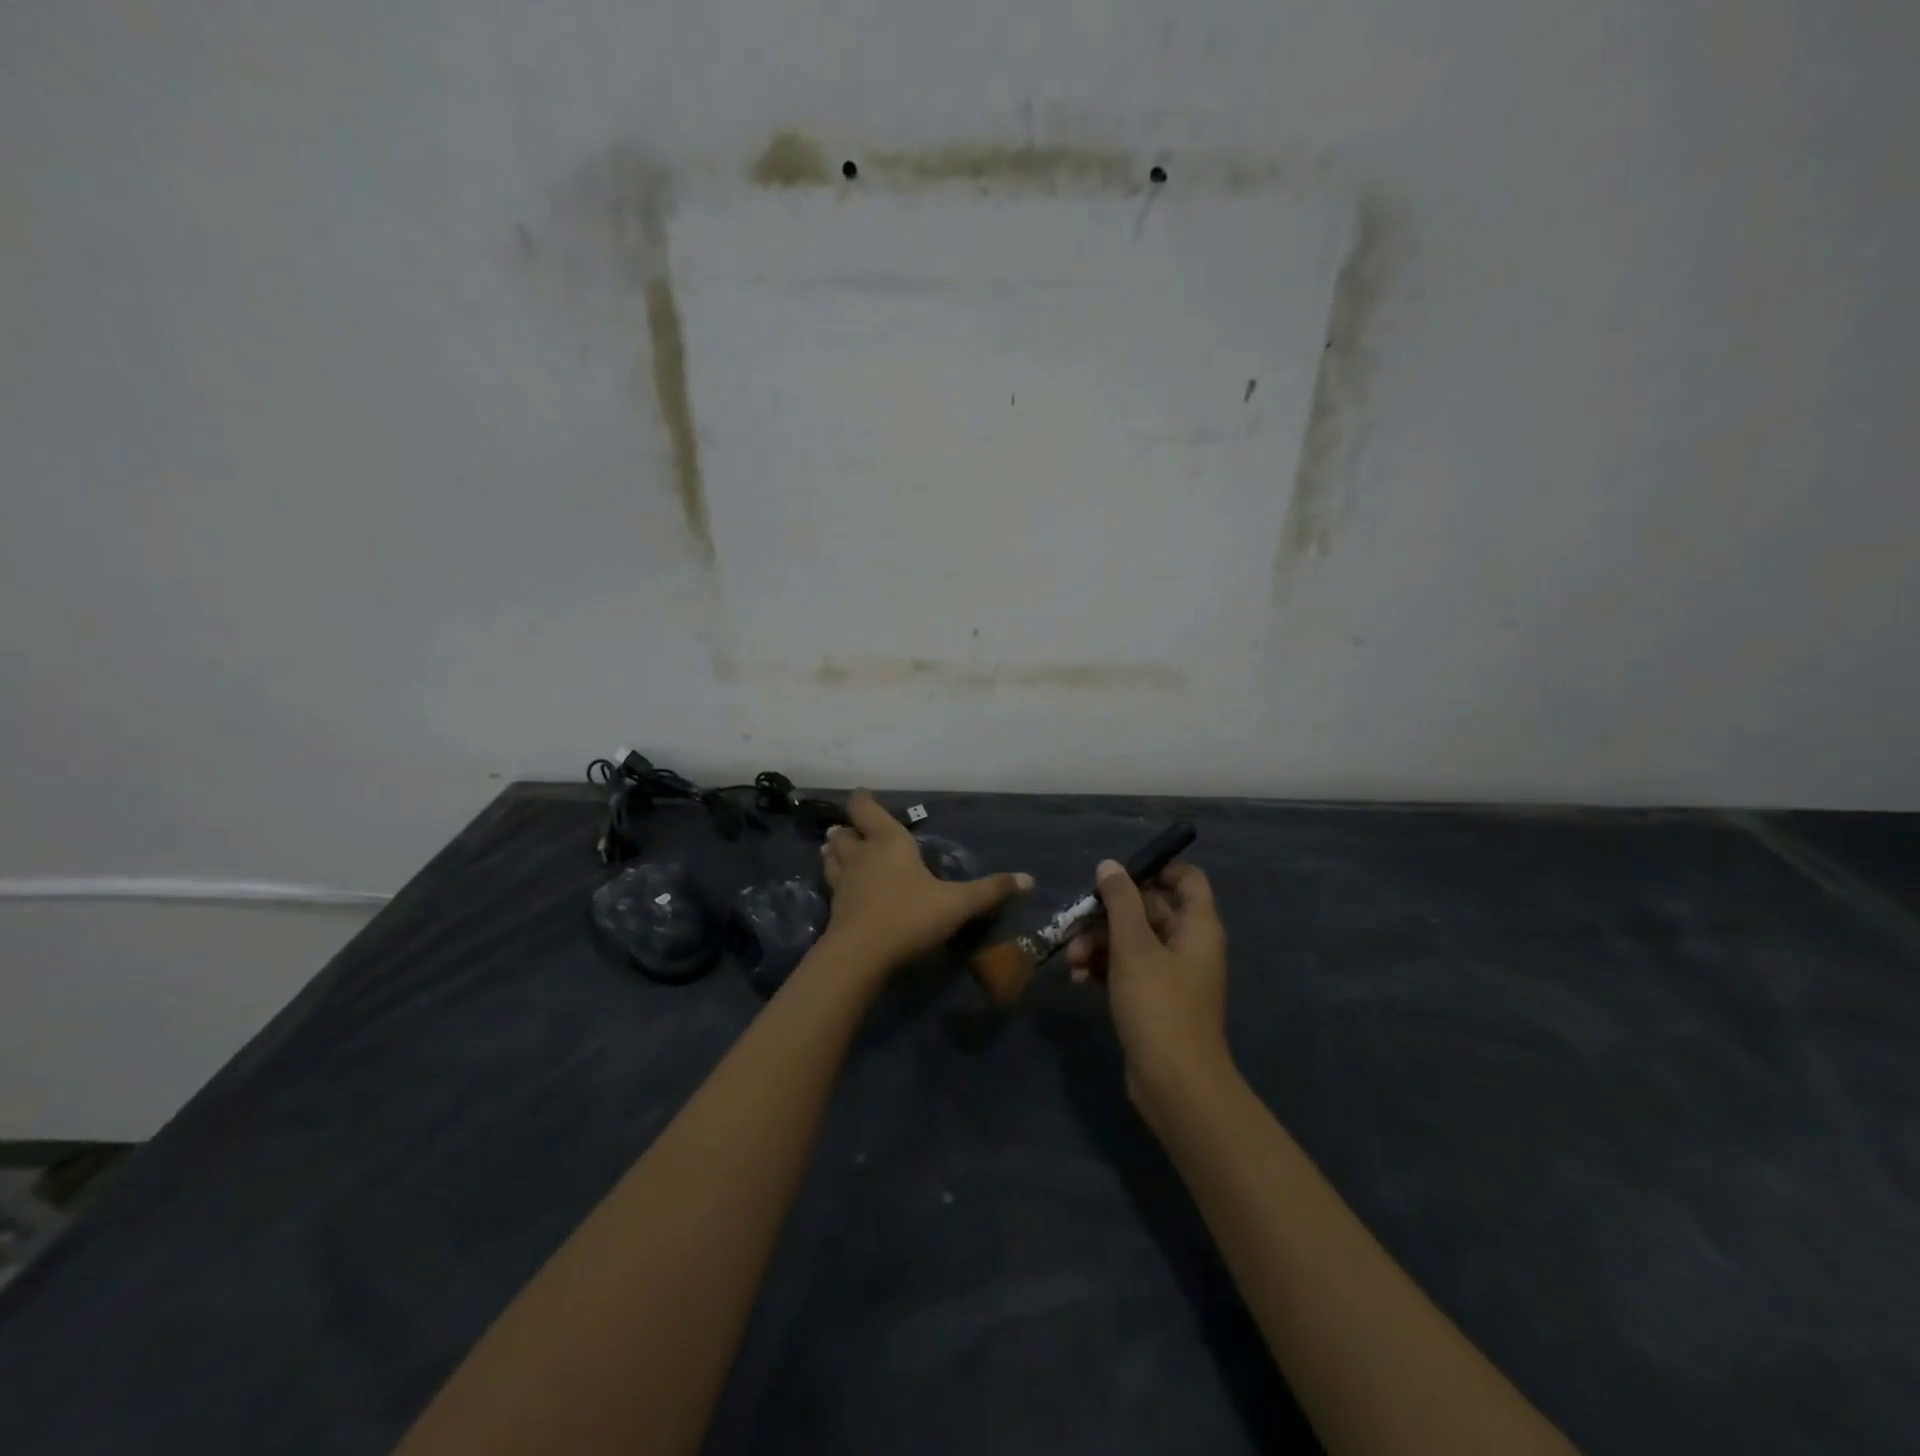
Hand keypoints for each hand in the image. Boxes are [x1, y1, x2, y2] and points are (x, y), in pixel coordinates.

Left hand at [820, 790, 1031, 974]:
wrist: (861, 955)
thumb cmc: (910, 916)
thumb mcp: (958, 903)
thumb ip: (991, 890)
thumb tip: (1029, 879)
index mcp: (889, 842)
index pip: (867, 809)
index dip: (864, 800)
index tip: (863, 793)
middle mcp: (862, 856)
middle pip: (845, 833)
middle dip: (848, 829)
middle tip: (852, 829)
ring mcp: (844, 882)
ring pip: (831, 857)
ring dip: (834, 851)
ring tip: (836, 850)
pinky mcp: (834, 908)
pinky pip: (832, 885)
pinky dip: (835, 880)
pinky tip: (842, 888)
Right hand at [1067, 861, 1230, 1107]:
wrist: (1175, 1084)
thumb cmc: (1159, 1006)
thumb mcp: (1134, 947)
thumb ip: (1121, 901)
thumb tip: (1110, 865)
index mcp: (1197, 926)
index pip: (1187, 879)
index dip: (1155, 869)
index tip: (1116, 876)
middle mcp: (1188, 944)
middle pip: (1148, 909)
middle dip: (1108, 914)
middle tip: (1076, 922)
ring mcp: (1171, 974)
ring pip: (1132, 940)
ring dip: (1099, 943)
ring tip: (1072, 960)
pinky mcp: (1153, 999)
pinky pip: (1127, 969)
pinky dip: (1103, 968)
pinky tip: (1078, 979)